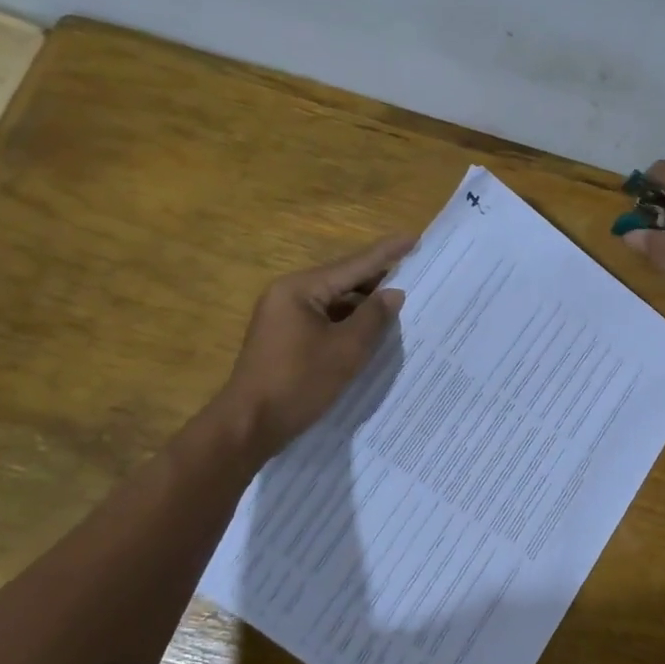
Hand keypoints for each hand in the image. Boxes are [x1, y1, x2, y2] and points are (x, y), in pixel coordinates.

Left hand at [219, 235, 412, 455]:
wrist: (249, 425)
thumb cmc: (298, 383)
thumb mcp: (346, 350)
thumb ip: (373, 318)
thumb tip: (393, 293)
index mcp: (300, 289)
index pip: (353, 265)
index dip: (387, 253)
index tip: (414, 237)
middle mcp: (288, 295)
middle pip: (342, 280)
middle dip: (378, 278)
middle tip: (415, 270)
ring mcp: (283, 317)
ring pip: (333, 302)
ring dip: (364, 304)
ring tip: (400, 301)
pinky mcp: (284, 339)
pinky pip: (323, 320)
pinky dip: (348, 322)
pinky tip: (371, 329)